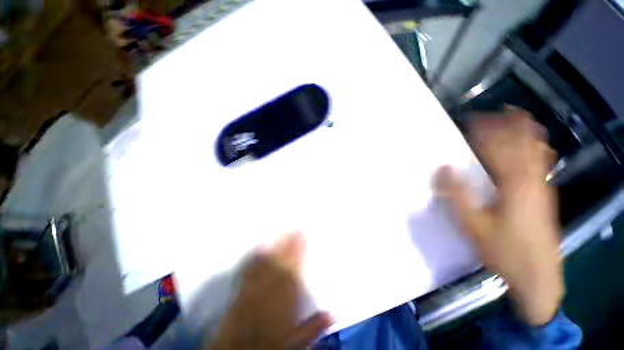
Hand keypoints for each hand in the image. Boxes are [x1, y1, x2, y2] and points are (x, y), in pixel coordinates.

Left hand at [205, 233, 331, 348]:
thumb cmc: (270, 344)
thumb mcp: (295, 341)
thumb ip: (313, 327)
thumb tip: (331, 314)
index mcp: (284, 302)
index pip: (294, 272)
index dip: (299, 253)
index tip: (303, 236)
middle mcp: (269, 292)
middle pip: (281, 262)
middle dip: (288, 243)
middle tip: (294, 226)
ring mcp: (254, 289)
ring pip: (267, 263)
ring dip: (275, 244)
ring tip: (280, 228)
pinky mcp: (241, 291)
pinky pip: (249, 270)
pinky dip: (255, 256)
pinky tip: (259, 244)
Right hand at [435, 109, 563, 325]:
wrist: (536, 275)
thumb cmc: (503, 249)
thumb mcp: (472, 223)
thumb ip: (457, 194)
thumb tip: (442, 168)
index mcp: (513, 184)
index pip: (497, 147)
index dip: (484, 129)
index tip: (471, 118)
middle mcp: (531, 179)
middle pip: (522, 142)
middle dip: (509, 123)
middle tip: (495, 110)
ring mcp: (542, 186)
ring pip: (536, 149)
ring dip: (525, 131)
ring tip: (515, 116)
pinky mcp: (545, 194)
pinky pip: (541, 162)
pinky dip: (535, 146)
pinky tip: (533, 144)